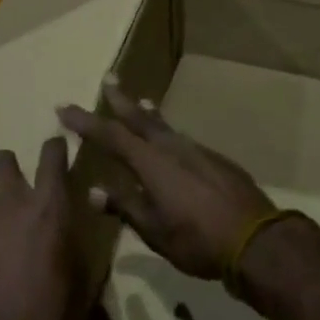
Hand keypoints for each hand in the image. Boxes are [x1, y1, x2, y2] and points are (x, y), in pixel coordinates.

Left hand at [0, 138, 90, 319]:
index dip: (53, 149)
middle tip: (6, 197)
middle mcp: (9, 202)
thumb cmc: (52, 317)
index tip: (54, 149)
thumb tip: (89, 209)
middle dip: (3, 170)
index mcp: (49, 206)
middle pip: (0, 161)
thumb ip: (81, 239)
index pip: (53, 155)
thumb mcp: (83, 278)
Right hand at [58, 79, 274, 281]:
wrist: (255, 238)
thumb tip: (93, 191)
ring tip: (140, 103)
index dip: (86, 122)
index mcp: (152, 163)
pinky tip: (170, 140)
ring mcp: (196, 150)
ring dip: (147, 114)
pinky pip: (182, 138)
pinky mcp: (214, 159)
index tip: (64, 108)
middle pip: (140, 118)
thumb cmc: (197, 239)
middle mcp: (172, 147)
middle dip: (121, 100)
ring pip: (164, 126)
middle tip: (109, 79)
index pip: (111, 136)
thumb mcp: (154, 230)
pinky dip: (168, 132)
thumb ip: (125, 206)